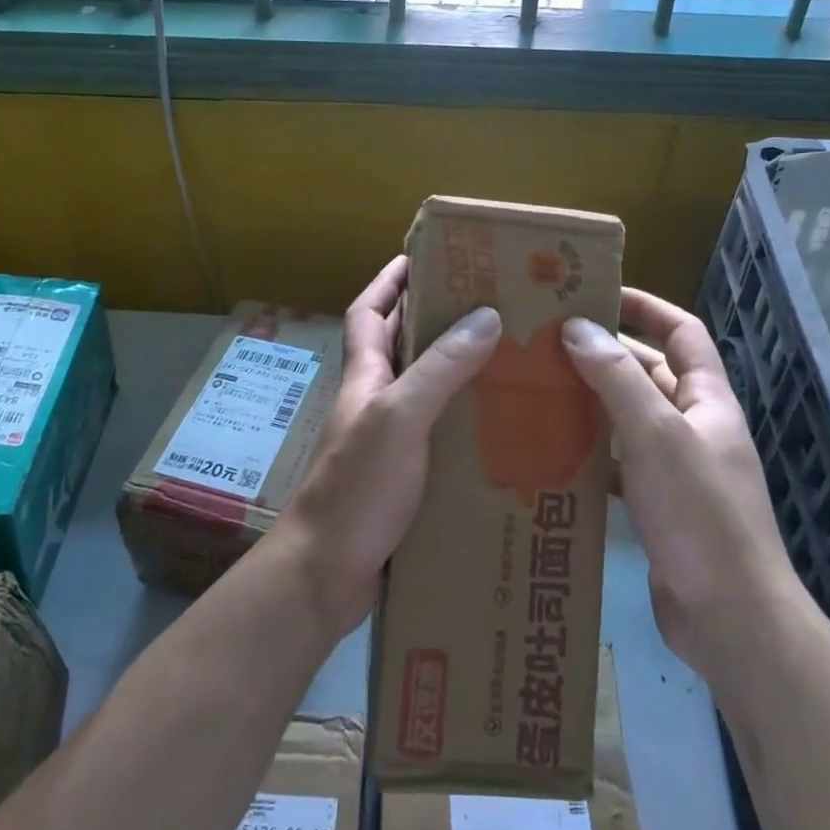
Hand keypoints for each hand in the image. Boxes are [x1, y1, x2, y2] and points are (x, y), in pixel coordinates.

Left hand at [272, 256, 501, 634]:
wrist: (323, 574)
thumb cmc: (356, 487)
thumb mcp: (400, 418)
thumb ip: (440, 368)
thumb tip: (486, 315)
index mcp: (365, 376)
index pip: (370, 311)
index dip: (390, 280)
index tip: (423, 255)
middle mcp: (374, 401)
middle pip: (400, 345)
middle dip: (434, 318)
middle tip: (488, 304)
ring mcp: (387, 441)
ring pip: (424, 389)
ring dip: (456, 370)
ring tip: (506, 357)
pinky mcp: (404, 477)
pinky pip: (438, 433)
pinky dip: (463, 421)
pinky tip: (498, 427)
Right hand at [561, 289, 801, 677]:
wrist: (730, 619)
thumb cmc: (699, 515)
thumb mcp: (656, 436)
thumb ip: (617, 379)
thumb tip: (577, 327)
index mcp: (707, 401)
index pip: (682, 332)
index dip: (647, 306)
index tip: (599, 292)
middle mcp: (695, 427)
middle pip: (649, 373)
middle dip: (604, 355)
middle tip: (547, 343)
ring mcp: (677, 469)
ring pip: (629, 420)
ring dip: (591, 404)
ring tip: (538, 390)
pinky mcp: (658, 506)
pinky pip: (619, 464)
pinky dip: (590, 454)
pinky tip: (552, 453)